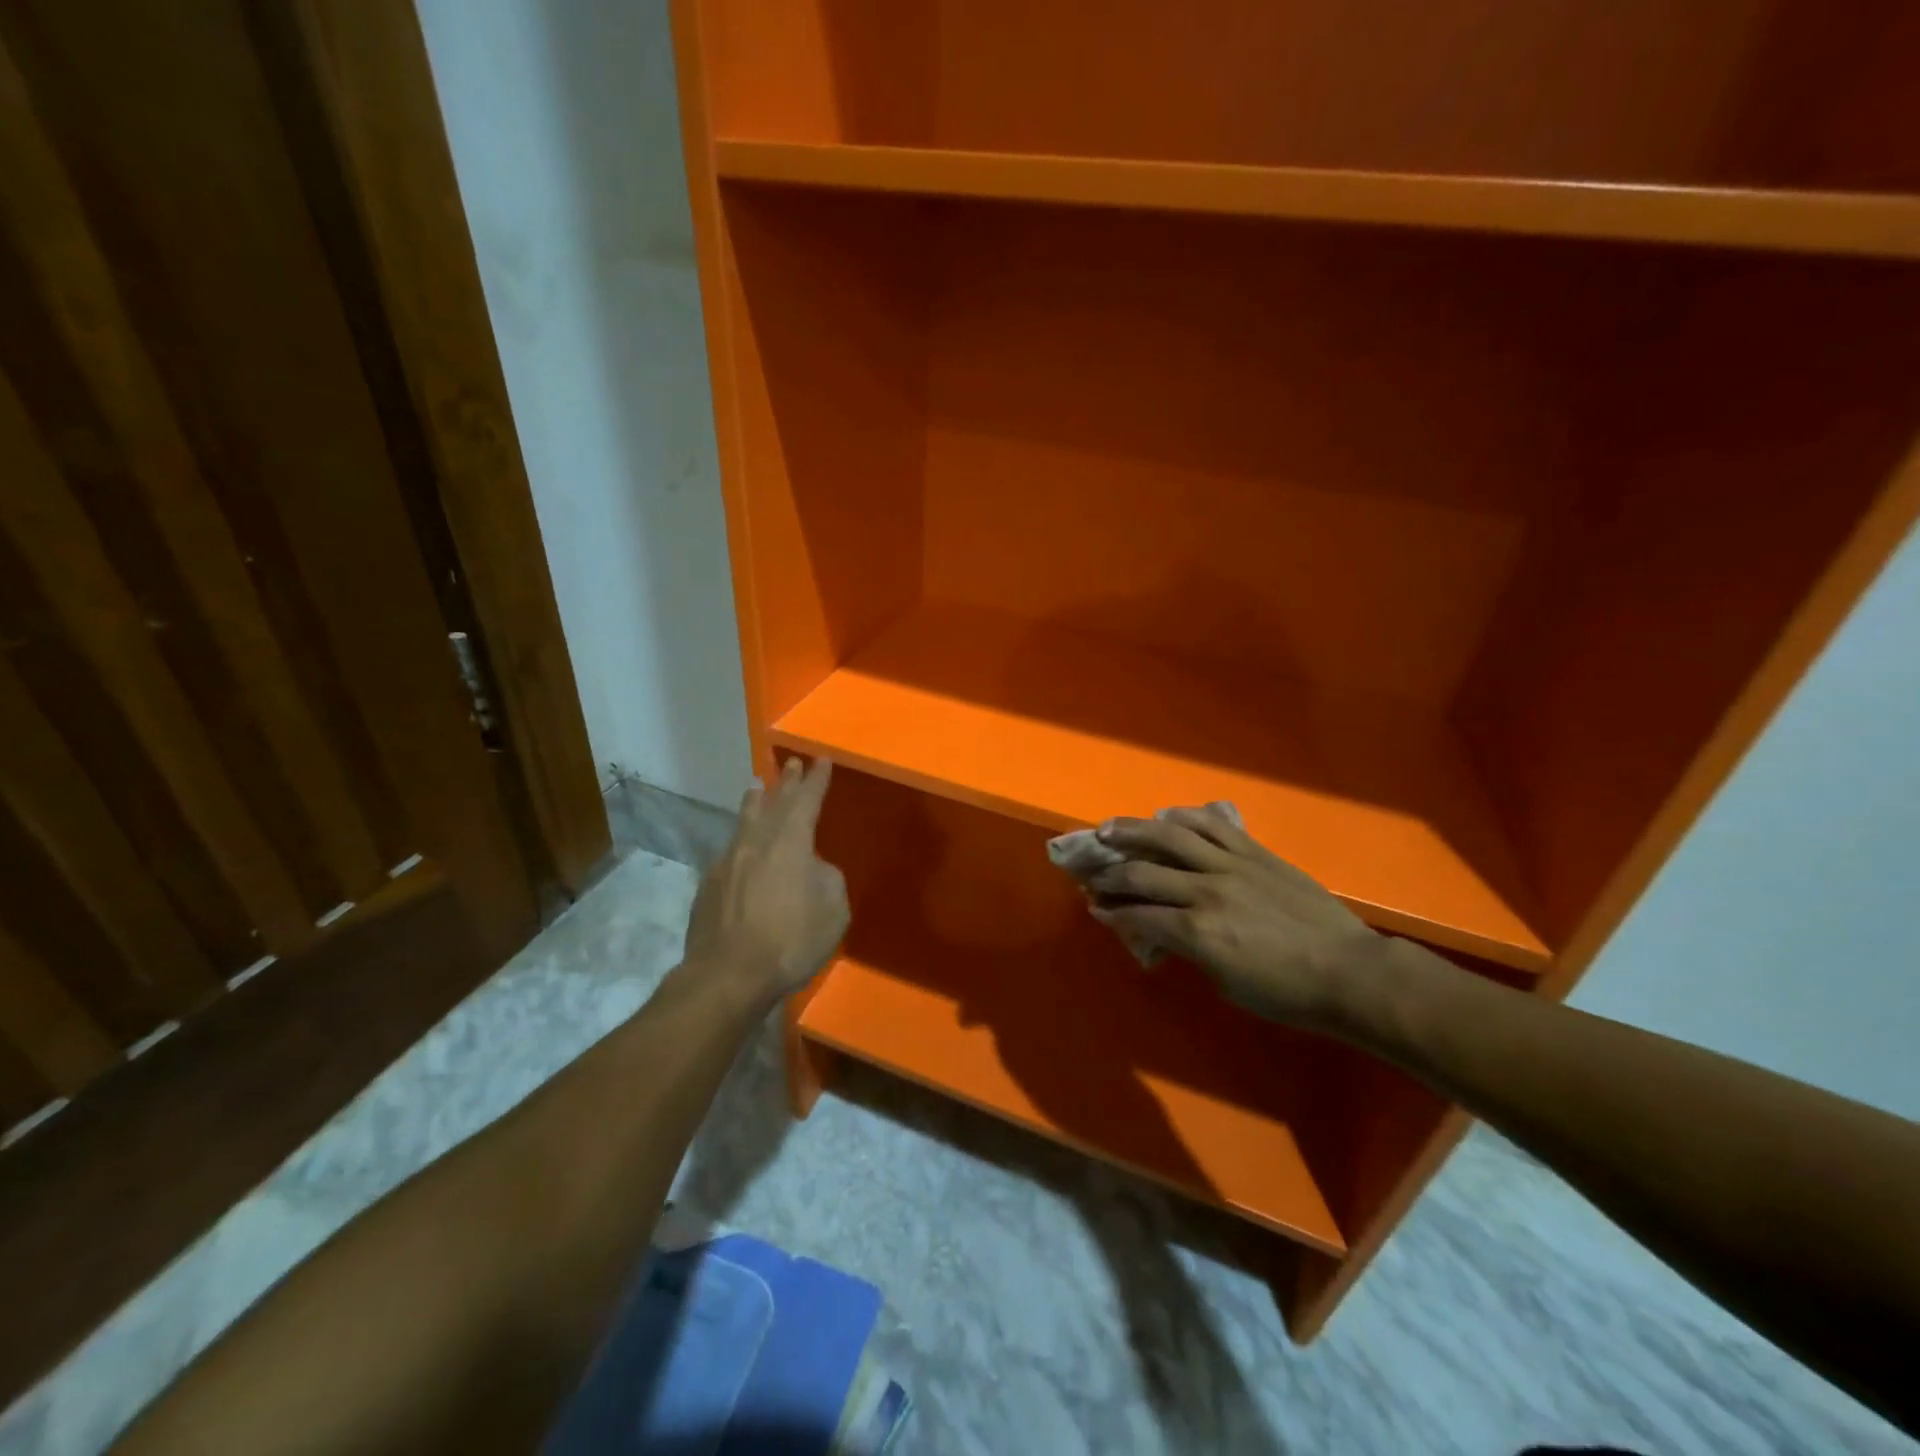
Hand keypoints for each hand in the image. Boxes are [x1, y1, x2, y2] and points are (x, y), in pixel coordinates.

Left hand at [685, 756, 848, 1003]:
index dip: (816, 780)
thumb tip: (813, 868)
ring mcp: (728, 861)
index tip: (821, 759)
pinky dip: (741, 839)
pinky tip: (741, 845)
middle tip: (791, 763)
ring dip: (755, 801)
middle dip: (786, 782)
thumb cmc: (790, 940)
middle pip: (774, 803)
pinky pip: (730, 850)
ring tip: (756, 785)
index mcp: (791, 842)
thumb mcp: (833, 910)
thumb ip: (827, 878)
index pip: (807, 800)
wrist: (728, 975)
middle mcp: (757, 842)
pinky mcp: (709, 885)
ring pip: (745, 821)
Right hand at [1086, 806, 1386, 1028]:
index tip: (1095, 909)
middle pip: (1141, 873)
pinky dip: (1183, 817)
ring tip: (1109, 829)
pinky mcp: (1254, 852)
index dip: (1111, 912)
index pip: (1137, 915)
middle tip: (1094, 877)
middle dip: (1110, 876)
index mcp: (1197, 933)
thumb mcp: (1226, 983)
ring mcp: (1231, 865)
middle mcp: (1206, 891)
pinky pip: (1212, 825)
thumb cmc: (1288, 994)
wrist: (1350, 972)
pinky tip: (1166, 816)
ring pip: (1170, 836)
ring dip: (1132, 831)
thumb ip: (1190, 950)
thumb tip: (1165, 931)